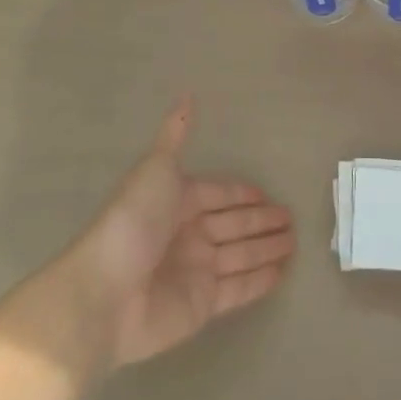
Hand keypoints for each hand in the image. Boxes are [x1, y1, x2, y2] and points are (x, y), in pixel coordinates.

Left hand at [64, 96, 295, 369]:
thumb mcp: (156, 168)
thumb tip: (187, 94)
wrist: (105, 293)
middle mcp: (189, 235)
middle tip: (292, 218)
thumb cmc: (133, 223)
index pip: (219, 194)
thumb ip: (175, 135)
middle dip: (262, 220)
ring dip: (267, 248)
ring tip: (295, 241)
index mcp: (178, 202)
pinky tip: (283, 271)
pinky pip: (239, 288)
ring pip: (241, 255)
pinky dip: (260, 280)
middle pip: (234, 224)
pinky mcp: (203, 305)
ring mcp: (196, 271)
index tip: (268, 193)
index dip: (242, 194)